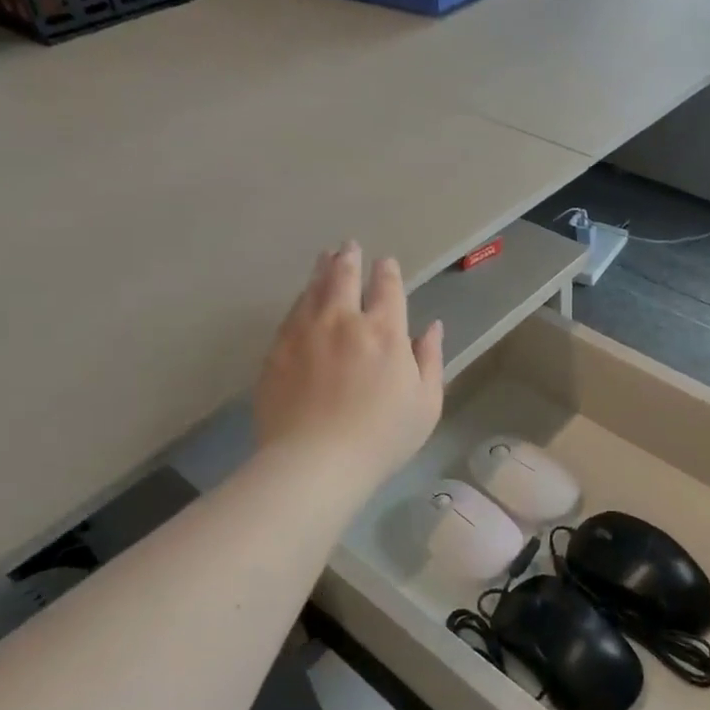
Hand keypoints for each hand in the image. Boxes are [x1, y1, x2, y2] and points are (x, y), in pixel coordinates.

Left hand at [255, 243, 443, 483]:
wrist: (315, 462)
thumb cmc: (382, 437)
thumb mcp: (426, 403)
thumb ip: (430, 359)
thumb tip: (432, 327)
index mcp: (385, 332)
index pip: (387, 288)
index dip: (388, 272)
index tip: (386, 263)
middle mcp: (343, 321)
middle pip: (344, 277)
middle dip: (349, 259)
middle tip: (349, 247)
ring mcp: (305, 333)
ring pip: (313, 290)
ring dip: (321, 270)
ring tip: (324, 258)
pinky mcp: (277, 351)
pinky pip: (290, 315)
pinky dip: (300, 300)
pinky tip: (301, 299)